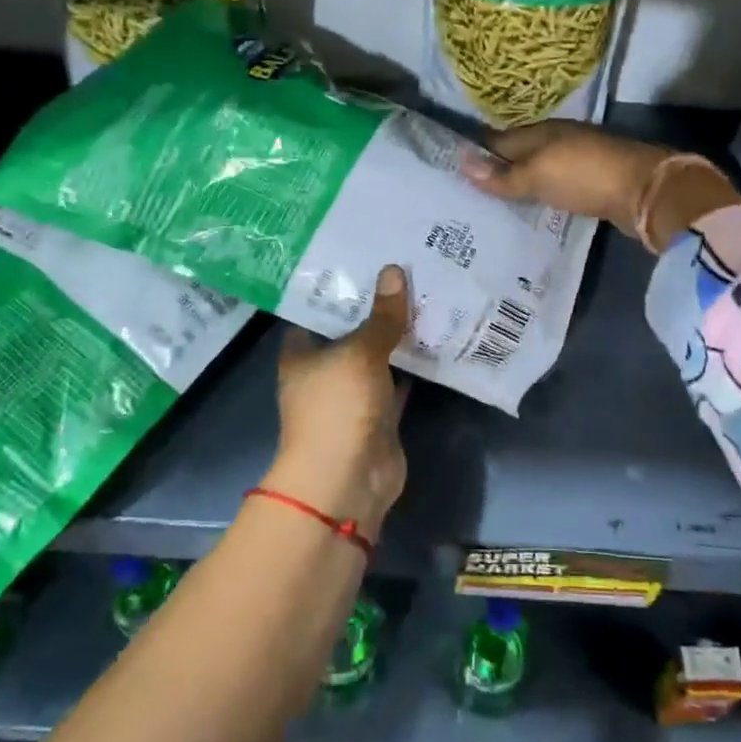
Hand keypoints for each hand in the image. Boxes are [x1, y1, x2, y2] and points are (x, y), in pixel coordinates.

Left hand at [267, 264, 411, 539]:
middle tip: (407, 269)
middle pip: (352, 332)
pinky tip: (438, 338)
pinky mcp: (381, 415)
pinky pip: (400, 382)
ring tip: (427, 294)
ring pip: (379, 357)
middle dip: (376, 308)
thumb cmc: (337, 408)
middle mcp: (324, 372)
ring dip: (399, 336)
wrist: (348, 480)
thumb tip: (394, 270)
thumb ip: (381, 316)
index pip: (316, 311)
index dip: (338, 288)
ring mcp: (353, 396)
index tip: (365, 260)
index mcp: (302, 354)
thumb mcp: (359, 353)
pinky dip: (416, 367)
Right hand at [460, 120, 740, 247]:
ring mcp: (577, 161)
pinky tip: (532, 210)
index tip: (451, 172)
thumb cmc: (584, 176)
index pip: (498, 140)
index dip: (477, 155)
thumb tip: (460, 162)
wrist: (645, 192)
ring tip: (493, 207)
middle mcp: (558, 141)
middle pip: (519, 155)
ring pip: (538, 171)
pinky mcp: (592, 182)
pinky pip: (556, 186)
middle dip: (496, 171)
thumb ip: (501, 175)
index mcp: (541, 132)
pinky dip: (541, 196)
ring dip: (520, 185)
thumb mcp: (537, 175)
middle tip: (467, 196)